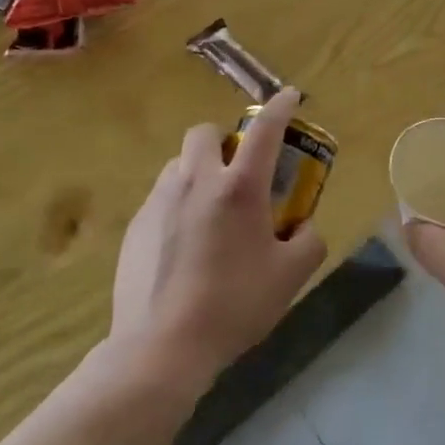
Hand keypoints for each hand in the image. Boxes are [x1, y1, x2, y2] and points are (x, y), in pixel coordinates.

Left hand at [109, 88, 327, 390]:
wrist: (160, 349)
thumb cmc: (233, 305)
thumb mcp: (290, 276)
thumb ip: (308, 242)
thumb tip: (302, 228)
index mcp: (239, 187)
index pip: (265, 130)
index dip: (281, 107)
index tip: (290, 96)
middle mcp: (196, 181)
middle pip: (205, 132)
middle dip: (224, 140)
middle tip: (239, 171)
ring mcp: (160, 201)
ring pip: (180, 164)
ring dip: (199, 171)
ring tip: (211, 211)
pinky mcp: (136, 226)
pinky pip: (162, 197)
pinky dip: (179, 205)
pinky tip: (185, 246)